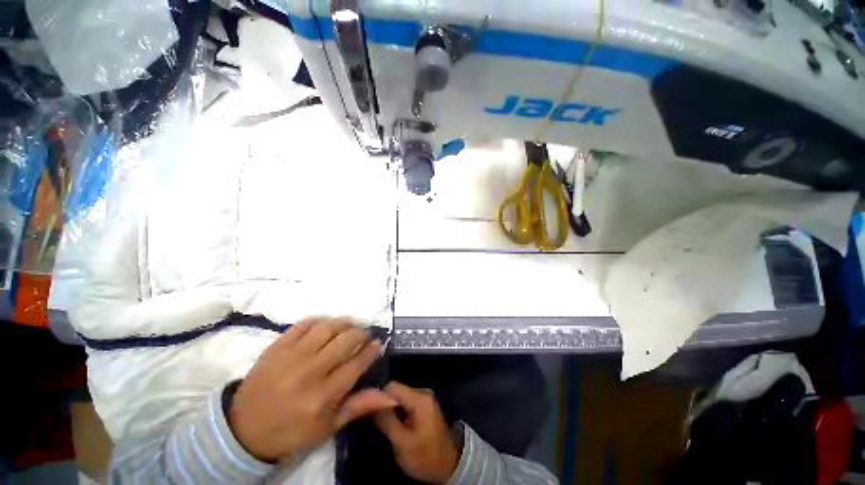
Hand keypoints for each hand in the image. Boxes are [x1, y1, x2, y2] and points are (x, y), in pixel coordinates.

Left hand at [228, 318, 396, 461]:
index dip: (371, 350)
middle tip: (363, 336)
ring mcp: (291, 356)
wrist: (243, 430)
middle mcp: (309, 372)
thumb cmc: (291, 431)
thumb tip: (392, 396)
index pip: (357, 364)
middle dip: (360, 334)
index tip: (378, 343)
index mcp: (323, 396)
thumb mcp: (328, 427)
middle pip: (345, 340)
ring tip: (348, 327)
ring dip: (344, 323)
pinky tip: (324, 326)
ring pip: (328, 327)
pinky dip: (319, 321)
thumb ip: (360, 406)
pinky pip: (304, 324)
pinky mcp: (276, 347)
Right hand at [373, 382, 460, 483]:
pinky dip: (398, 412)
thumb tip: (371, 405)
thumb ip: (387, 421)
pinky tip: (394, 425)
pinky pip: (406, 402)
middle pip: (396, 391)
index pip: (392, 387)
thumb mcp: (402, 443)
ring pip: (399, 397)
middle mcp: (422, 392)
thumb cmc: (425, 456)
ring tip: (382, 425)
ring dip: (391, 409)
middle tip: (375, 422)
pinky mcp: (424, 406)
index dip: (379, 398)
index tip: (369, 413)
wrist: (449, 466)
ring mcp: (424, 398)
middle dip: (384, 404)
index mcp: (419, 398)